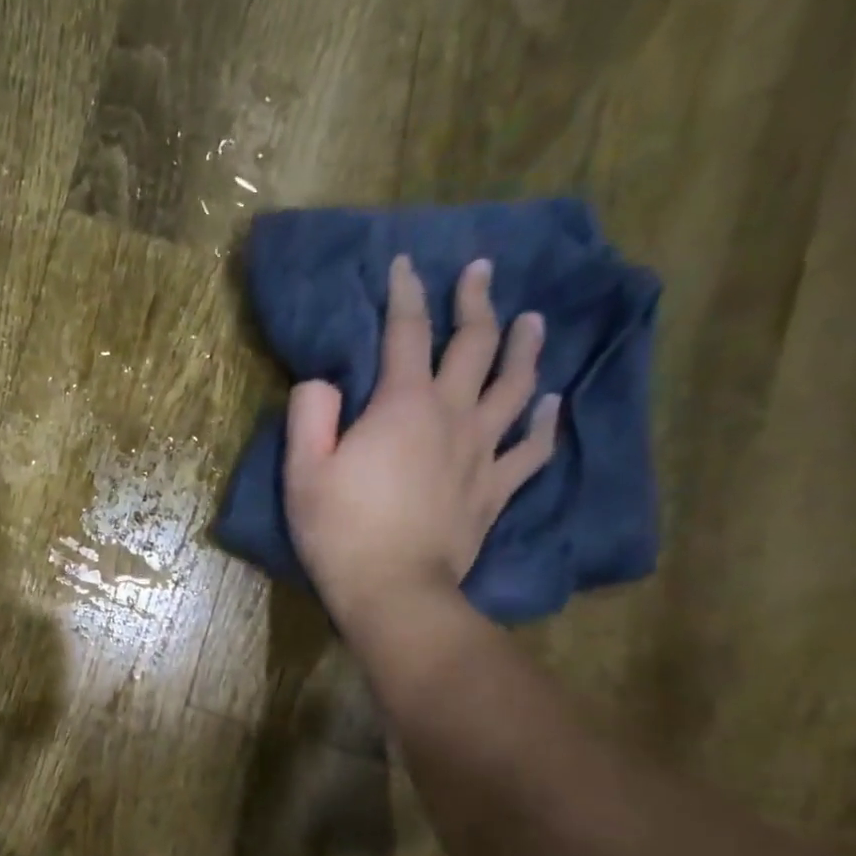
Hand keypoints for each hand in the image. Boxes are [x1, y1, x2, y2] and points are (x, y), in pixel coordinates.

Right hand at [283, 254, 558, 624]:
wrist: (393, 590)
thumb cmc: (340, 530)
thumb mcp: (302, 471)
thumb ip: (310, 415)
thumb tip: (323, 383)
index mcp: (402, 405)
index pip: (407, 333)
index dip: (406, 294)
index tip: (405, 265)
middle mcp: (452, 416)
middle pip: (475, 346)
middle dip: (476, 302)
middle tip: (480, 271)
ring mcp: (481, 452)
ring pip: (515, 387)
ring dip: (526, 347)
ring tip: (534, 320)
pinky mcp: (495, 490)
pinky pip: (531, 450)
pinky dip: (546, 423)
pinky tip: (553, 403)